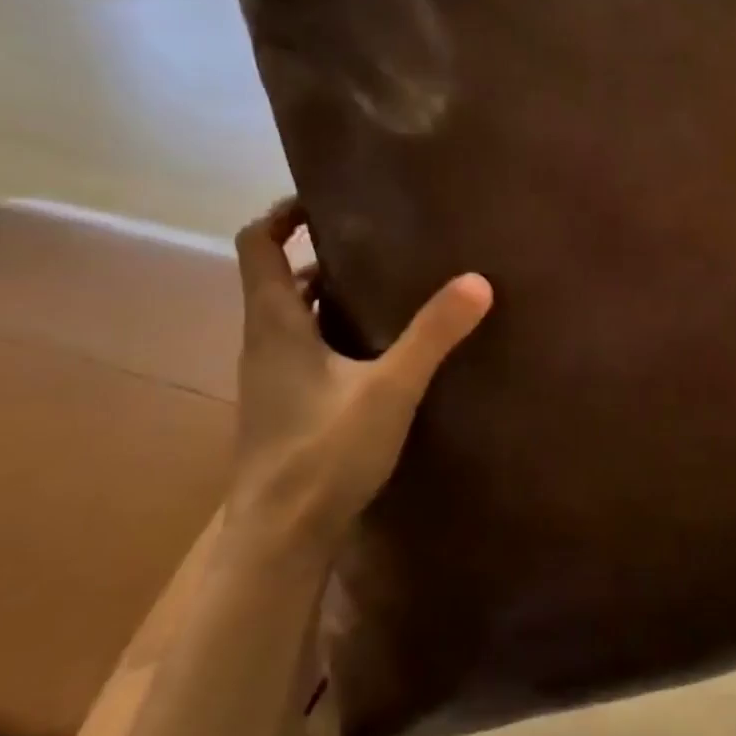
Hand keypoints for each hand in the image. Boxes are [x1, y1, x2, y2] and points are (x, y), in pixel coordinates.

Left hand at [228, 198, 492, 554]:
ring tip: (389, 284)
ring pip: (296, 318)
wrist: (281, 536)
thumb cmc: (324, 452)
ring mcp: (272, 379)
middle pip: (280, 279)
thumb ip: (432, 334)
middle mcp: (264, 344)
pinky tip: (382, 349)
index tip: (324, 199)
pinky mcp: (287, 407)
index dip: (282, 215)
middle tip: (378, 240)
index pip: (258, 247)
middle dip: (321, 254)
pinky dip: (337, 333)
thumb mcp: (390, 388)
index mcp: (274, 325)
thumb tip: (477, 281)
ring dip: (331, 295)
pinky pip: (308, 350)